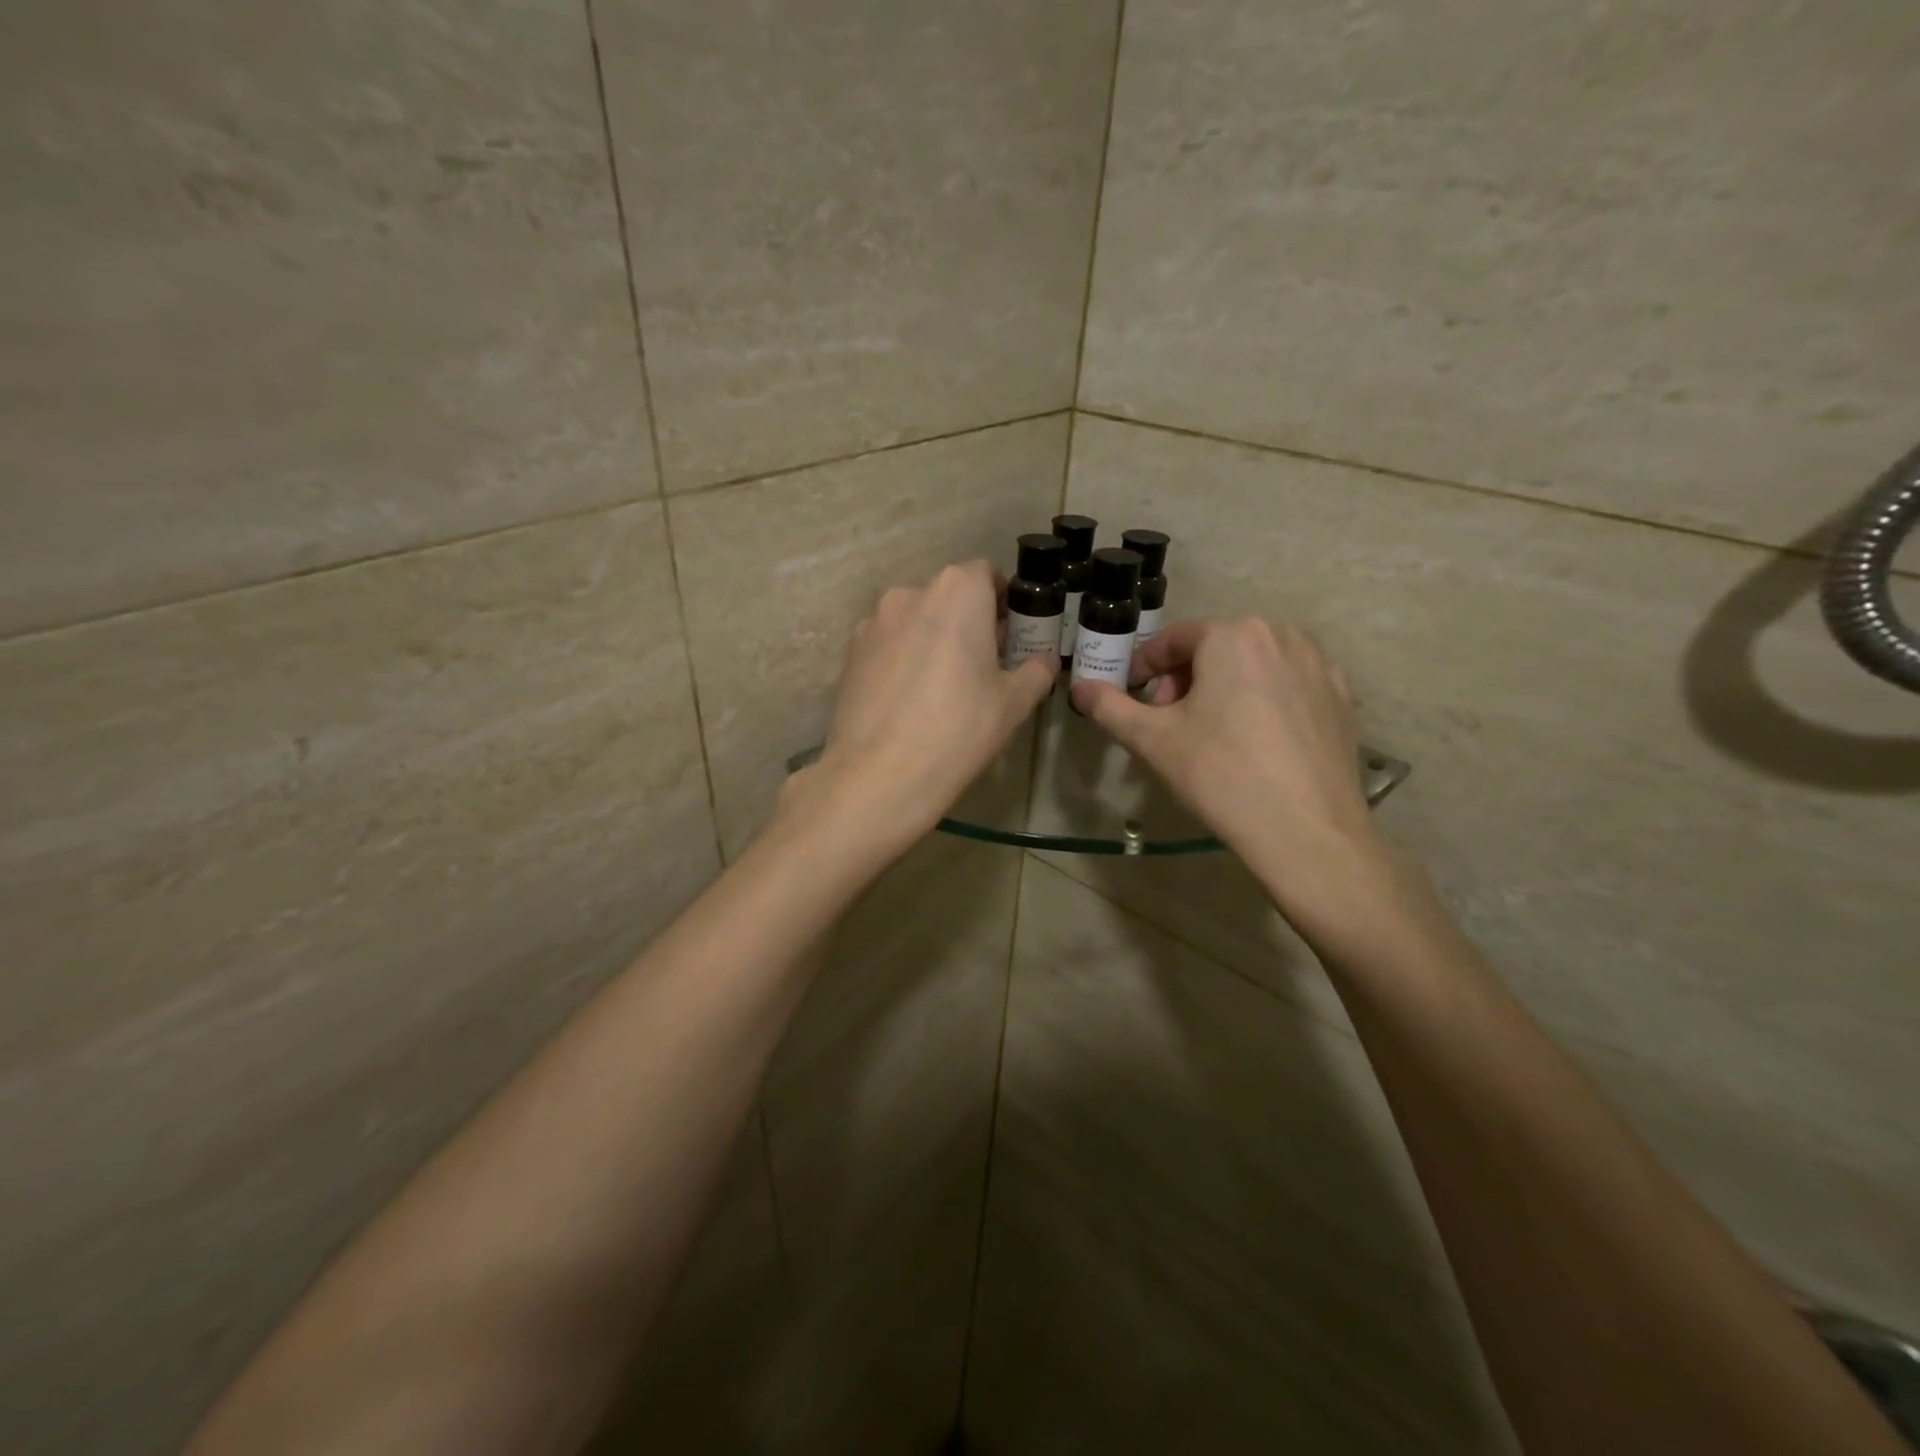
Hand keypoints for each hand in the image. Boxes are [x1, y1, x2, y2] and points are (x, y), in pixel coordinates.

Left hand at [796, 561, 1056, 850]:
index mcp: (957, 592)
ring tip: (941, 687)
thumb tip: (1044, 660)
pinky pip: (887, 645)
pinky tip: (908, 700)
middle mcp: (910, 593)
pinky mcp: (849, 653)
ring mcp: (873, 622)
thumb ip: (1036, 670)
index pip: (986, 575)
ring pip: (914, 620)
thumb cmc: (960, 729)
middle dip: (968, 621)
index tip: (1010, 635)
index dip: (1002, 601)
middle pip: (948, 596)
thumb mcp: (1014, 702)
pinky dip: (902, 659)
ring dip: (932, 639)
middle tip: (982, 664)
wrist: (881, 774)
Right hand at [1069, 618, 1388, 913]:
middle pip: (1215, 648)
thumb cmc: (1219, 774)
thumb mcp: (1152, 740)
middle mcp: (1282, 636)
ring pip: (1253, 665)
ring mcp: (1319, 665)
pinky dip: (1263, 702)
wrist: (1306, 832)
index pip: (1173, 638)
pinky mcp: (1343, 699)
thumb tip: (1079, 688)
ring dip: (1223, 688)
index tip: (1133, 695)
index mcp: (1233, 635)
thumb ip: (1110, 707)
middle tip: (1168, 721)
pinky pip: (1287, 687)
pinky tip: (1255, 744)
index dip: (1144, 666)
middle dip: (1184, 679)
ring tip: (1211, 733)